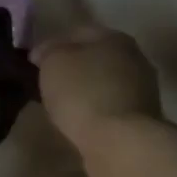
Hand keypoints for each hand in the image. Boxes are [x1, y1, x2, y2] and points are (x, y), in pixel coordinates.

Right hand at [31, 26, 161, 156]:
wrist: (120, 144)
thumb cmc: (84, 93)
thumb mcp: (53, 62)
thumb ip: (48, 52)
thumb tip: (45, 53)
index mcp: (116, 37)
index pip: (77, 33)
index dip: (52, 45)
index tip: (34, 63)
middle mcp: (135, 59)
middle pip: (95, 58)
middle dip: (72, 69)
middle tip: (47, 84)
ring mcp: (142, 91)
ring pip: (103, 84)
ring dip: (84, 92)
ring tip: (61, 106)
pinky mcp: (141, 121)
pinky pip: (109, 108)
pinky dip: (94, 112)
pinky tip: (79, 121)